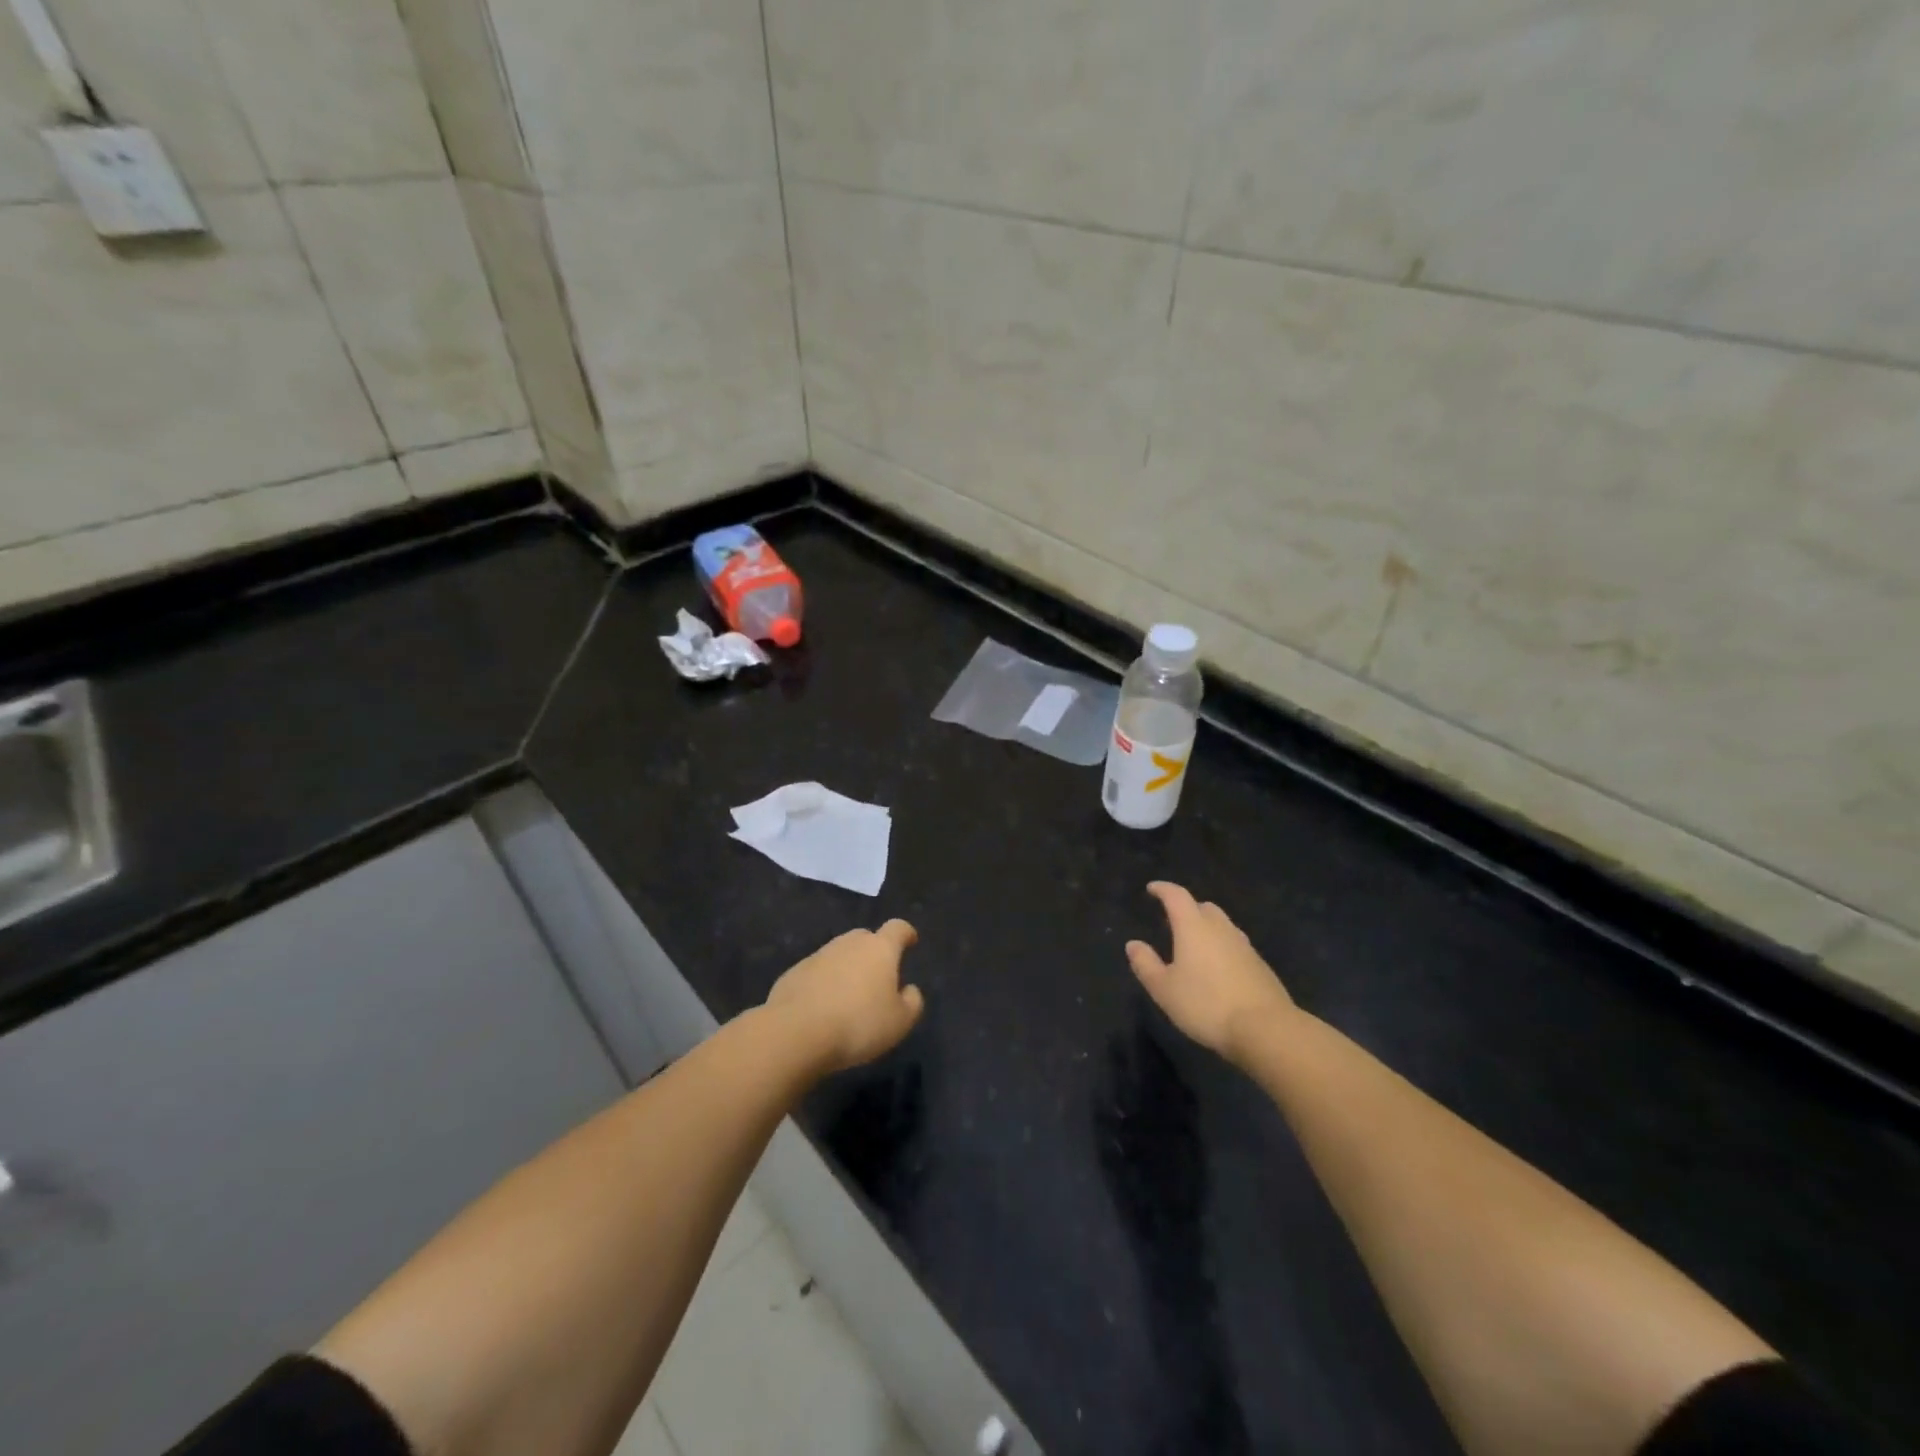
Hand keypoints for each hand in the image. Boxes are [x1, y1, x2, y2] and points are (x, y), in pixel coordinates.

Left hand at [766, 920, 925, 1072]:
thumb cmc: (858, 1024)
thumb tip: (909, 989)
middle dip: (874, 952)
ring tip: (849, 998)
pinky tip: (823, 1008)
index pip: (897, 928)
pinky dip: (824, 983)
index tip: (910, 941)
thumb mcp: (900, 1022)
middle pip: (866, 938)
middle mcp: (849, 943)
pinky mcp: (794, 972)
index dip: (906, 933)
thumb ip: (912, 1002)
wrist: (796, 1033)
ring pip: (839, 954)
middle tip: (878, 977)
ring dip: (847, 968)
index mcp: (879, 949)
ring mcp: (819, 955)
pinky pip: (817, 972)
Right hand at [1126, 883, 1295, 1062]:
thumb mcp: (1164, 989)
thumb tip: (1133, 944)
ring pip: (1223, 926)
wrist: (1266, 1029)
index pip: (1177, 896)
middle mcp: (1221, 929)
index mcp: (1194, 927)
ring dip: (1207, 928)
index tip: (1152, 889)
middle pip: (1203, 907)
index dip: (1163, 889)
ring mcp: (1244, 946)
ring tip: (1195, 945)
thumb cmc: (1206, 1005)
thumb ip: (1146, 964)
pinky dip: (1222, 947)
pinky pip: (1236, 945)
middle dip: (1187, 908)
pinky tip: (1217, 969)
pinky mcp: (1260, 965)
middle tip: (1173, 920)